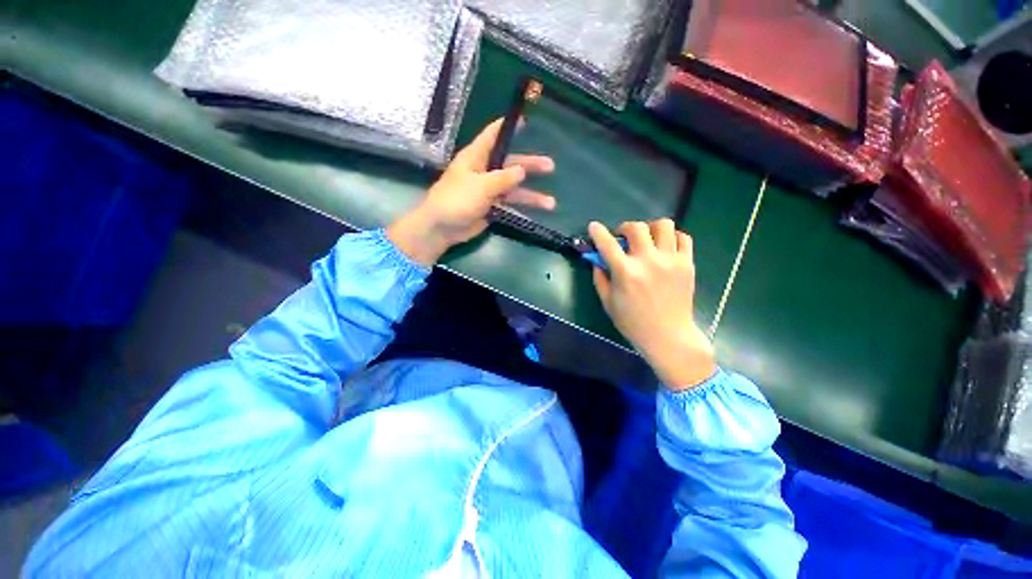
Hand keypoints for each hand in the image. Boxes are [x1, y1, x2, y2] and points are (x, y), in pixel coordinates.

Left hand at [387, 119, 554, 265]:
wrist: (442, 228)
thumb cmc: (457, 199)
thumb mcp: (481, 185)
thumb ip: (503, 178)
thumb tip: (522, 171)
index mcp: (476, 157)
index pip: (492, 136)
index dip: (507, 127)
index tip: (524, 120)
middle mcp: (484, 171)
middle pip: (510, 164)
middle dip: (530, 165)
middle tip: (550, 166)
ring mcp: (488, 191)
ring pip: (513, 189)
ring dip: (531, 195)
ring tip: (550, 202)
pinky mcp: (491, 208)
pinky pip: (509, 205)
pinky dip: (522, 208)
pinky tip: (536, 212)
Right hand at [589, 220, 715, 389]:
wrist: (668, 335)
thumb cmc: (632, 322)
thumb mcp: (607, 302)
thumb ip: (600, 277)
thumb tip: (597, 259)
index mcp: (625, 272)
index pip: (607, 244)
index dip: (598, 232)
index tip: (593, 226)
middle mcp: (648, 261)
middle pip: (636, 227)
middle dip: (625, 228)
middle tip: (623, 237)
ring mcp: (671, 261)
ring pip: (663, 225)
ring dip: (650, 228)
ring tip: (647, 239)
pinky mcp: (687, 264)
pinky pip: (683, 237)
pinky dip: (671, 237)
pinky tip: (664, 247)